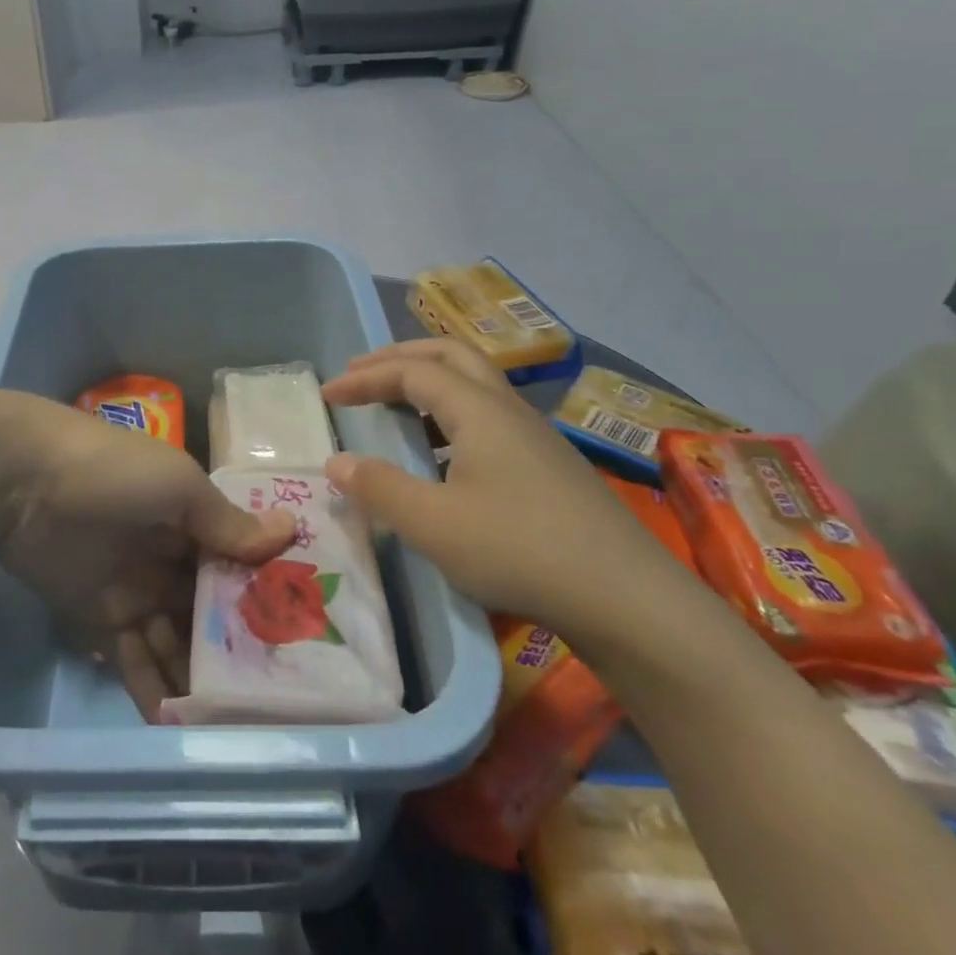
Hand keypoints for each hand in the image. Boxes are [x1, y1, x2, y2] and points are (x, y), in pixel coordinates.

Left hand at [0, 397, 295, 717]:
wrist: (26, 483)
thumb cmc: (116, 474)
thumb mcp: (180, 488)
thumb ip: (228, 523)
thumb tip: (291, 529)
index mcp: (192, 520)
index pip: (237, 564)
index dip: (264, 595)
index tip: (302, 637)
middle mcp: (169, 556)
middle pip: (210, 609)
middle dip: (237, 646)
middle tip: (274, 697)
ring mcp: (135, 589)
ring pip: (176, 639)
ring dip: (198, 675)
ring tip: (233, 722)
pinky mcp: (100, 618)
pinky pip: (133, 658)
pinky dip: (153, 687)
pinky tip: (179, 721)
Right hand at [320, 340, 676, 628]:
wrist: (627, 599)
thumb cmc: (520, 551)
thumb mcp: (433, 524)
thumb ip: (379, 488)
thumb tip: (337, 462)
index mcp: (479, 410)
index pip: (412, 372)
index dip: (366, 378)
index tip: (327, 395)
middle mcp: (508, 409)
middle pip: (450, 355)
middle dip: (400, 357)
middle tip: (361, 373)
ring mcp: (535, 436)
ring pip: (475, 384)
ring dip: (429, 382)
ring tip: (395, 406)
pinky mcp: (549, 466)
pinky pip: (489, 416)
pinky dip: (451, 414)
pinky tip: (443, 455)